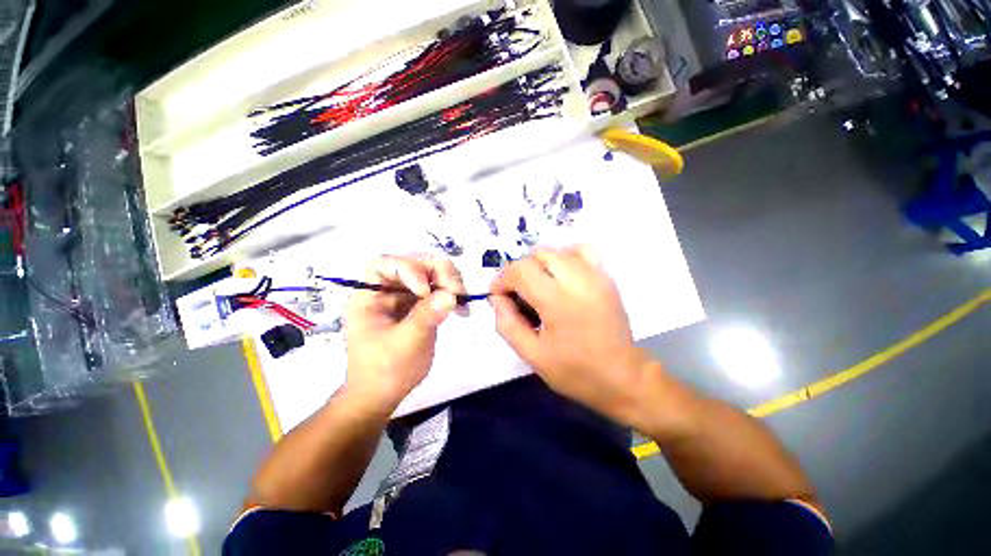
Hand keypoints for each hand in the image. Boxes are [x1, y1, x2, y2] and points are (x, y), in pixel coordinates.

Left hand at [344, 255, 463, 408]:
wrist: (383, 395)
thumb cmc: (385, 372)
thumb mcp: (405, 344)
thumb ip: (426, 317)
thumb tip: (450, 295)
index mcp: (369, 297)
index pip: (384, 265)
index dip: (408, 269)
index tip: (426, 290)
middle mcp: (387, 291)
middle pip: (413, 264)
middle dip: (436, 271)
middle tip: (456, 289)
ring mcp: (405, 297)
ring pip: (429, 274)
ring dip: (449, 281)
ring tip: (462, 298)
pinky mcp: (419, 306)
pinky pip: (438, 290)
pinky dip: (452, 294)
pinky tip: (462, 308)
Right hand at [489, 246, 653, 425]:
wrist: (623, 377)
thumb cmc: (576, 372)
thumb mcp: (533, 355)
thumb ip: (507, 324)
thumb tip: (497, 299)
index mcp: (558, 302)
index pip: (521, 271)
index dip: (502, 279)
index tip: (499, 295)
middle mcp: (578, 281)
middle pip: (537, 255)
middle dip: (519, 271)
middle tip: (517, 294)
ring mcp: (595, 275)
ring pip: (557, 250)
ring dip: (539, 264)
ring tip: (537, 286)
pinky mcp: (606, 277)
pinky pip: (581, 250)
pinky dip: (564, 257)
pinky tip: (561, 276)